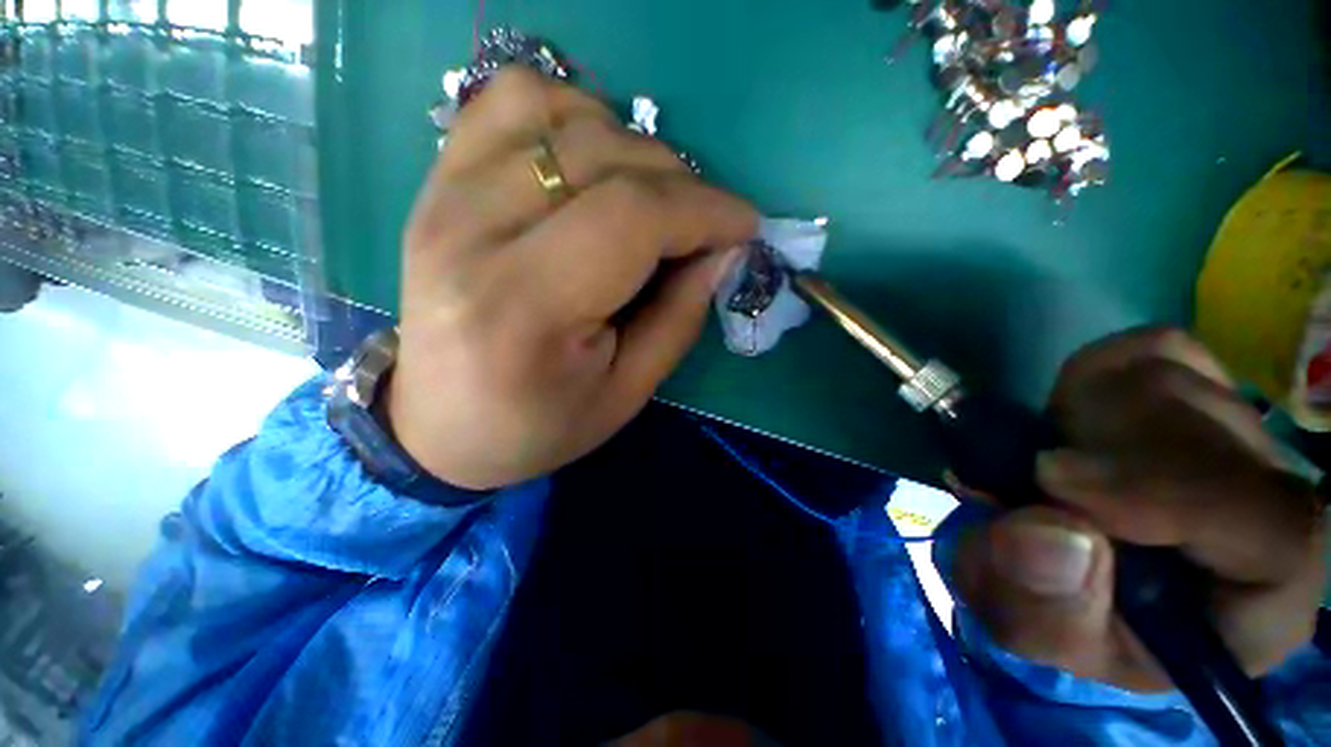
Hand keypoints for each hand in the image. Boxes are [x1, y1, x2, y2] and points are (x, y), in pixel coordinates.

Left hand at [385, 68, 756, 489]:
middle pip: (603, 156)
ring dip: (633, 147)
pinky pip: (512, 102)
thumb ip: (680, 315)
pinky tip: (593, 165)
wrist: (441, 425)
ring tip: (651, 199)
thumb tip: (723, 248)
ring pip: (563, 114)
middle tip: (703, 226)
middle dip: (681, 183)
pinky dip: (574, 115)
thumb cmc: (539, 425)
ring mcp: (444, 195)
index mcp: (523, 308)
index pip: (630, 217)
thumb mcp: (627, 391)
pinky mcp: (438, 181)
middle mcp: (471, 233)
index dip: (703, 210)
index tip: (743, 226)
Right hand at [953, 328, 1325, 690]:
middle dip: (1104, 449)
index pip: (1278, 531)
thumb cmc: (1060, 613)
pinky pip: (1146, 351)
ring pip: (1175, 380)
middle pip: (1214, 431)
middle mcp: (1270, 508)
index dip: (1174, 495)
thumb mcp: (1033, 628)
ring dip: (1083, 417)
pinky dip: (1090, 379)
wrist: (1062, 568)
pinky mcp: (1195, 389)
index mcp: (1258, 601)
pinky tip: (1071, 423)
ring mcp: (1238, 437)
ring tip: (1047, 462)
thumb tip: (1049, 531)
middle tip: (1031, 477)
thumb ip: (1039, 605)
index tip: (1056, 482)